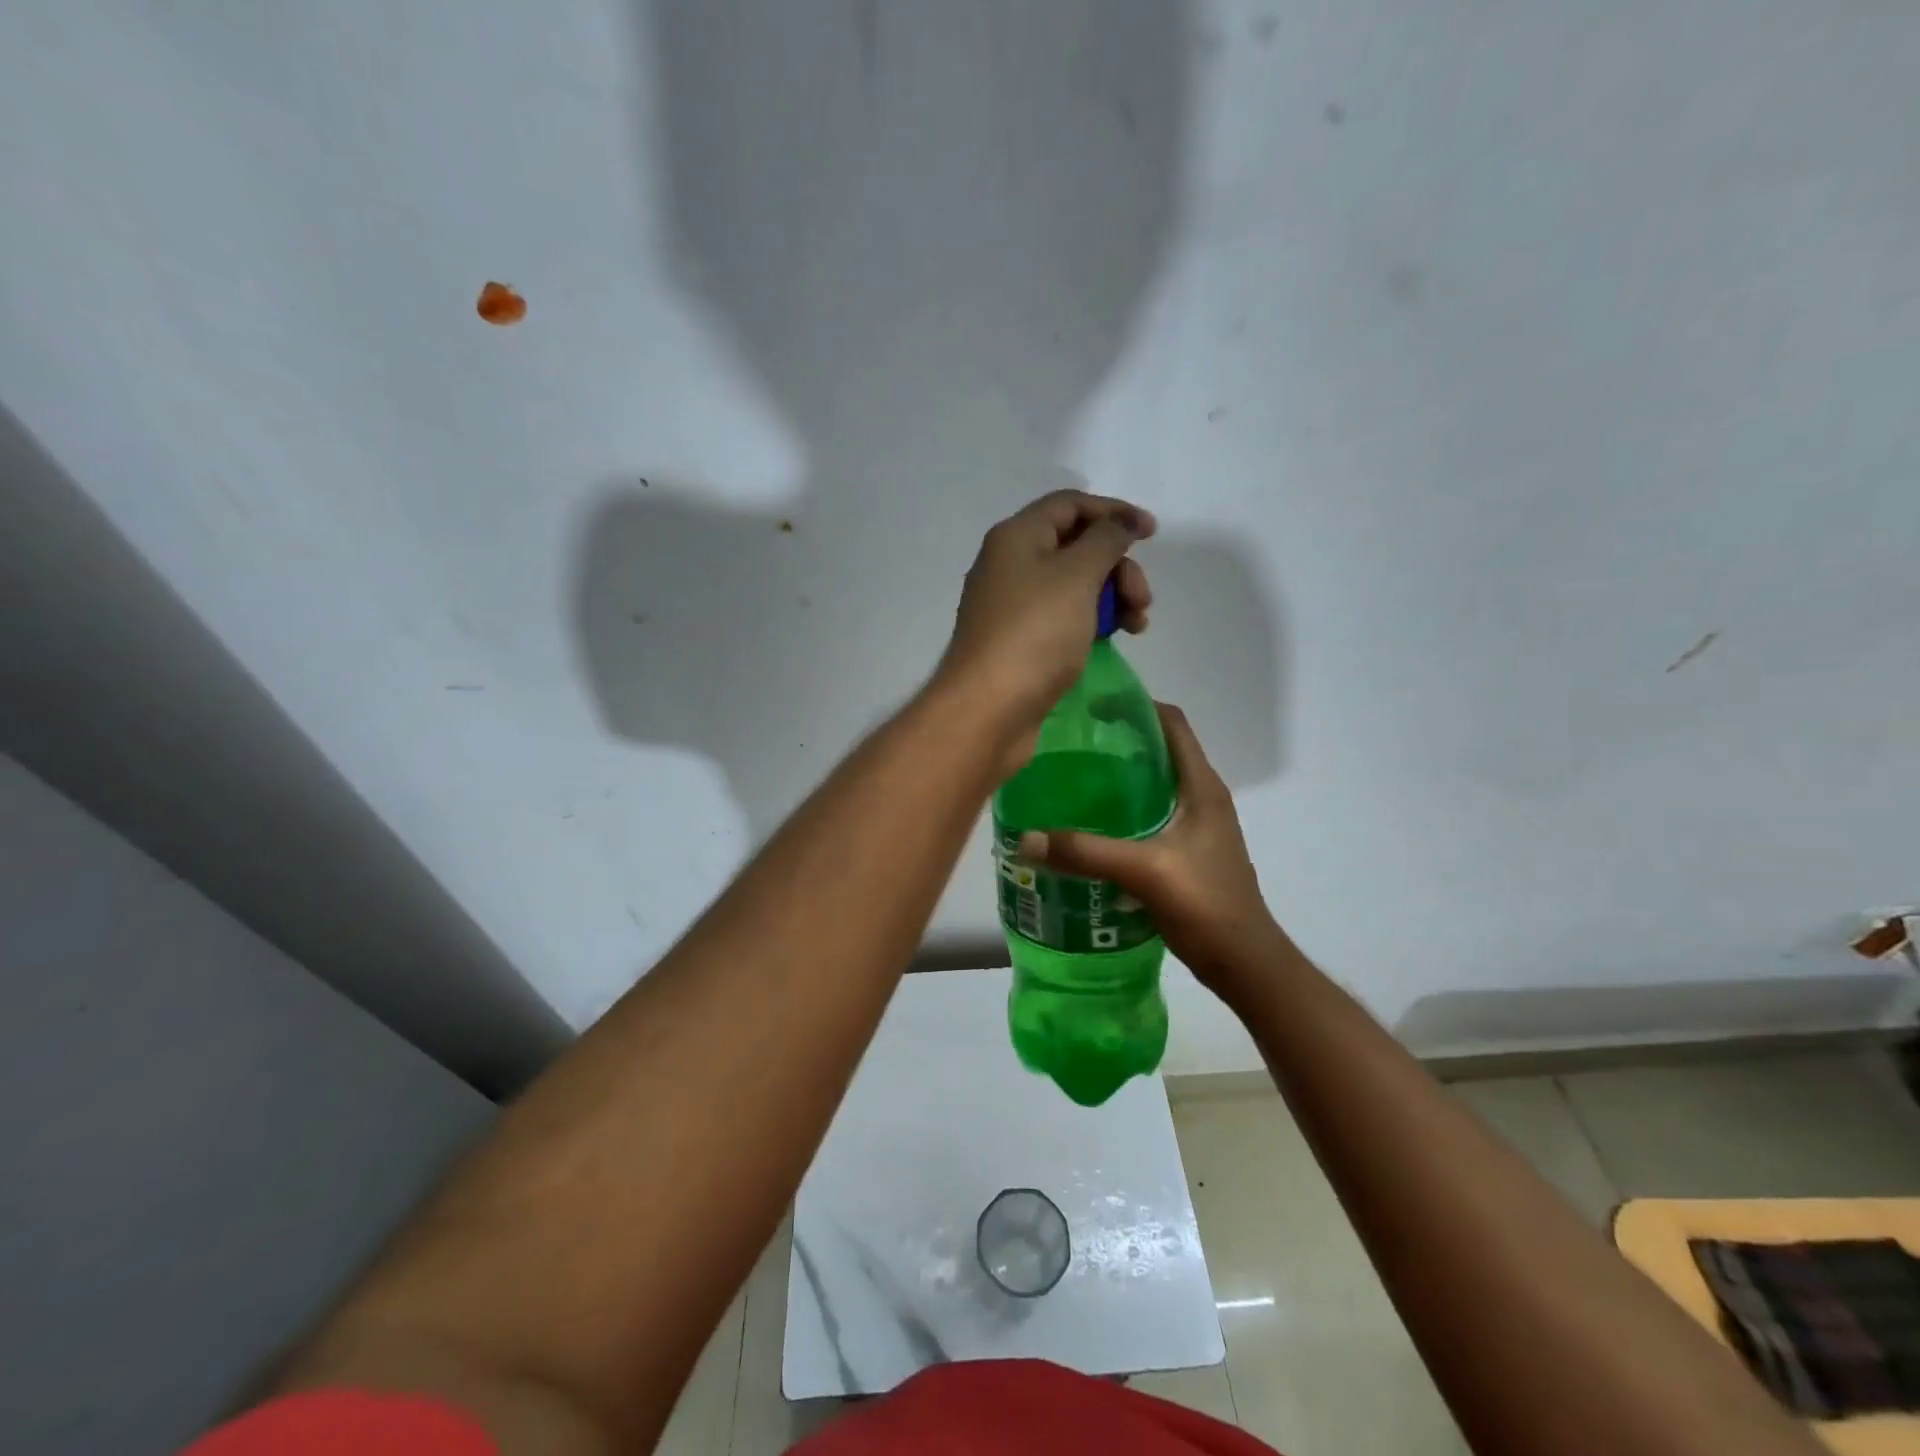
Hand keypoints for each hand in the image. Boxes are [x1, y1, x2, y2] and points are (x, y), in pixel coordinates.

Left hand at [937, 490, 1153, 767]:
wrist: (989, 708)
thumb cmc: (1034, 634)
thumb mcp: (1077, 575)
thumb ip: (1106, 540)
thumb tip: (1121, 522)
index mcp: (1016, 537)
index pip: (1070, 505)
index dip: (1114, 512)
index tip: (1152, 534)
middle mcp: (1009, 565)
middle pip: (1076, 546)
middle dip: (1117, 566)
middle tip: (1141, 599)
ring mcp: (1013, 606)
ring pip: (1074, 585)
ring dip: (1112, 596)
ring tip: (1136, 626)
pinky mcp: (1020, 641)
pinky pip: (1064, 616)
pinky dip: (1092, 621)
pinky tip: (1114, 639)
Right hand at [1014, 702, 1282, 1005]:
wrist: (1245, 962)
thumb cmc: (1207, 904)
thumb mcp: (1145, 872)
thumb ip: (1087, 853)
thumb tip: (1026, 838)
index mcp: (1201, 786)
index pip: (1172, 723)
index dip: (1135, 705)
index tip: (1090, 705)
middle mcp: (1202, 796)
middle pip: (1159, 749)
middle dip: (1117, 739)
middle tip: (1069, 742)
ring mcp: (1197, 824)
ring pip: (1154, 783)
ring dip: (1119, 776)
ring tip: (1072, 779)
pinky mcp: (1187, 849)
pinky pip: (1150, 814)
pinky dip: (1122, 809)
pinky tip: (1091, 825)